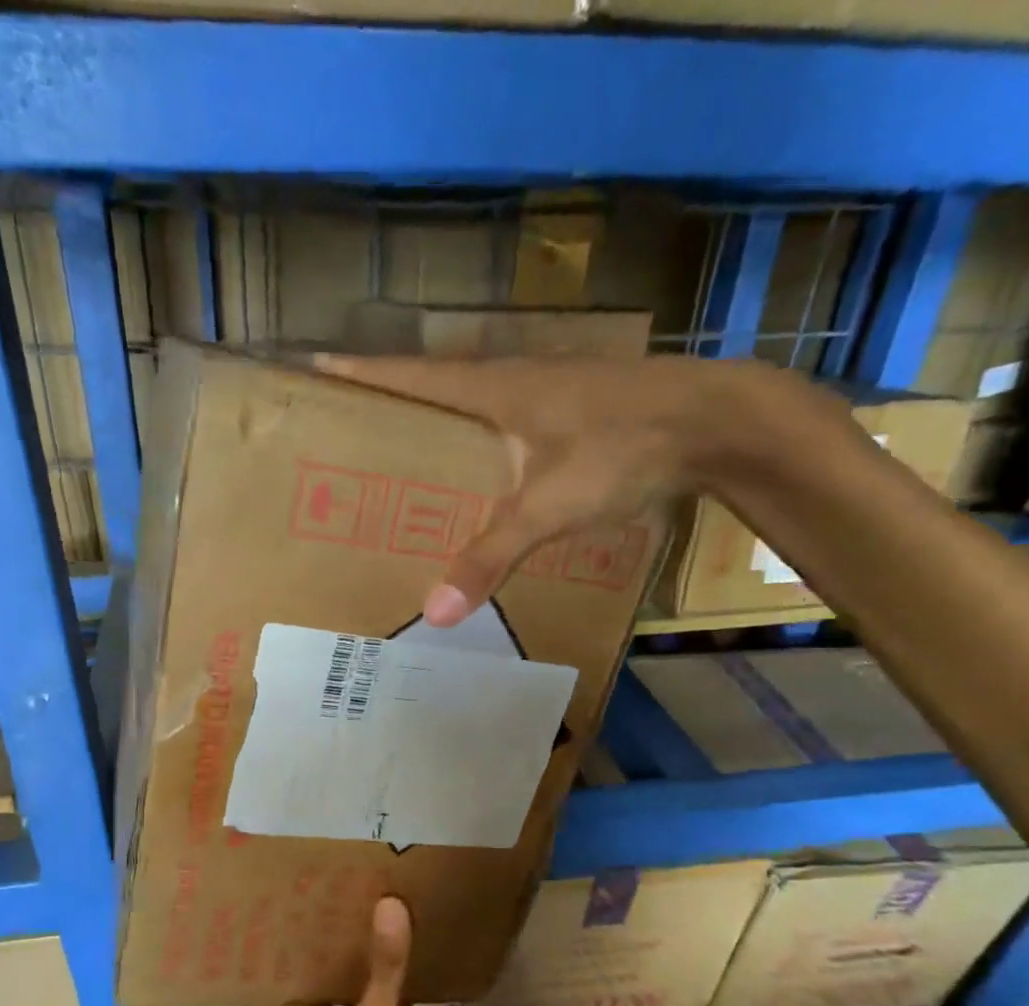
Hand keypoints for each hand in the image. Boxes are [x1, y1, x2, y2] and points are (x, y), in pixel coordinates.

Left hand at [269, 897, 443, 1005]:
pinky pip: (387, 1005)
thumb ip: (384, 967)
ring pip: (357, 989)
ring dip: (367, 957)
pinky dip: (396, 981)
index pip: (282, 969)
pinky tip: (412, 944)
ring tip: (377, 901)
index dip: (287, 936)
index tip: (300, 893)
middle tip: (346, 883)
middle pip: (323, 973)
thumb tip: (388, 904)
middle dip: (335, 937)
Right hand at [314, 354, 853, 625]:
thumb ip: (491, 556)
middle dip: (388, 405)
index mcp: (493, 388)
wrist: (716, 424)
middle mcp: (513, 383)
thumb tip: (435, 613)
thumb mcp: (549, 506)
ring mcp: (547, 396)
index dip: (360, 373)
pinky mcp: (573, 417)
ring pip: (472, 410)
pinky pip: (505, 429)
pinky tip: (476, 481)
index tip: (312, 367)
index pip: (409, 375)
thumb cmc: (624, 449)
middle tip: (345, 433)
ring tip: (400, 463)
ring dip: (435, 427)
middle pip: (434, 389)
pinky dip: (478, 449)